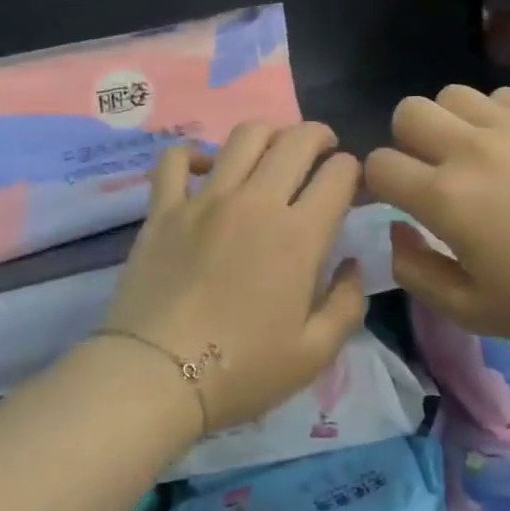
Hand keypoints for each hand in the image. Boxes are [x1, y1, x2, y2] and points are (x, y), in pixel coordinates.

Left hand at [104, 121, 366, 434]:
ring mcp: (205, 199)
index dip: (353, 171)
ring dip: (269, 132)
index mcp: (299, 235)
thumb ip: (348, 304)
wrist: (155, 378)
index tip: (351, 186)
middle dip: (320, 137)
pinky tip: (205, 167)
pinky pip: (176, 160)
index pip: (339, 175)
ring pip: (244, 137)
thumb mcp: (314, 353)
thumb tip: (353, 264)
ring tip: (274, 149)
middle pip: (296, 140)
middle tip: (323, 151)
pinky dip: (193, 153)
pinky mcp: (163, 209)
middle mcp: (256, 202)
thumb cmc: (241, 370)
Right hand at [364, 86, 509, 346]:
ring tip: (476, 154)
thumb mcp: (471, 311)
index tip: (399, 199)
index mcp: (446, 197)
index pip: (379, 164)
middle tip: (434, 171)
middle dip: (407, 140)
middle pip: (408, 111)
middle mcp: (471, 149)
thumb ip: (416, 271)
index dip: (379, 183)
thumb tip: (396, 230)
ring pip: (453, 95)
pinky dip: (495, 116)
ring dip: (451, 123)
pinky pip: (502, 95)